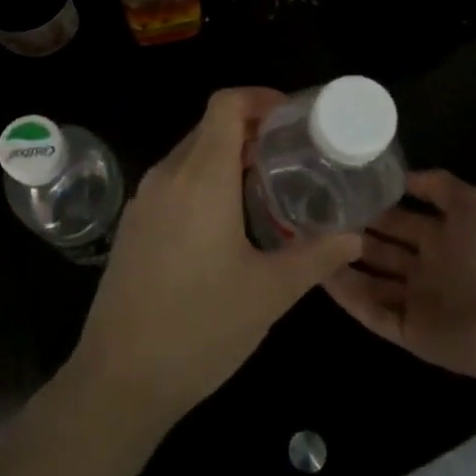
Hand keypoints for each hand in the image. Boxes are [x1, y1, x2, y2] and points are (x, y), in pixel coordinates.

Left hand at [67, 88, 364, 435]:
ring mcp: (144, 199)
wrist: (120, 378)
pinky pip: (174, 181)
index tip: (294, 119)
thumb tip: (355, 236)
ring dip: (228, 157)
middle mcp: (167, 176)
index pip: (226, 104)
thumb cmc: (201, 328)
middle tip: (294, 155)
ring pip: (191, 154)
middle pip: (210, 126)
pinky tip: (229, 220)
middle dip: (252, 129)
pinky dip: (204, 181)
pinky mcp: (134, 224)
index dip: (260, 98)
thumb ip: (316, 256)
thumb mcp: (270, 293)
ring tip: (268, 187)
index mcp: (201, 177)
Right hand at [327, 169, 475, 390]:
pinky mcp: (407, 330)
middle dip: (349, 233)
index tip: (335, 190)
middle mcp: (423, 268)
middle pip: (378, 248)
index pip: (395, 219)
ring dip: (341, 263)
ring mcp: (414, 301)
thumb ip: (439, 185)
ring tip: (306, 244)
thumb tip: (400, 174)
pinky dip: (347, 295)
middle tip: (310, 216)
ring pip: (368, 279)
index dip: (370, 206)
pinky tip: (320, 275)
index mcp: (440, 238)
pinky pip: (371, 311)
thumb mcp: (474, 204)